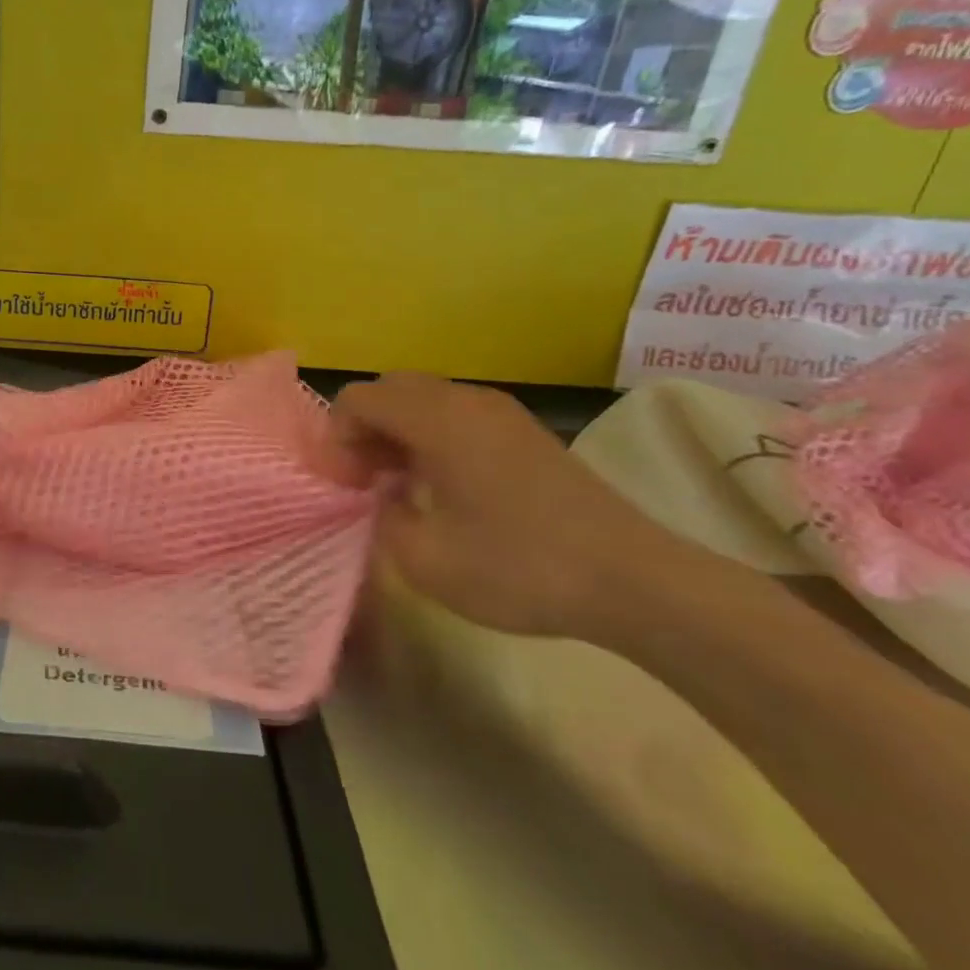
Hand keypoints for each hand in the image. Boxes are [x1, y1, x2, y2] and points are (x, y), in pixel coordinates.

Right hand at [334, 373, 696, 640]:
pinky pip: (457, 414)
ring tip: (400, 484)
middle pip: (391, 389)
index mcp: (437, 421)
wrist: (632, 581)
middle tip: (366, 479)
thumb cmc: (518, 568)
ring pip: (425, 399)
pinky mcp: (525, 432)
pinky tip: (443, 485)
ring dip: (398, 431)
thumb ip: (382, 517)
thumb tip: (383, 496)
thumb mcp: (424, 559)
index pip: (359, 398)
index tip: (346, 485)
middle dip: (365, 428)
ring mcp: (501, 412)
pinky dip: (431, 436)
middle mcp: (466, 401)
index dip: (337, 437)